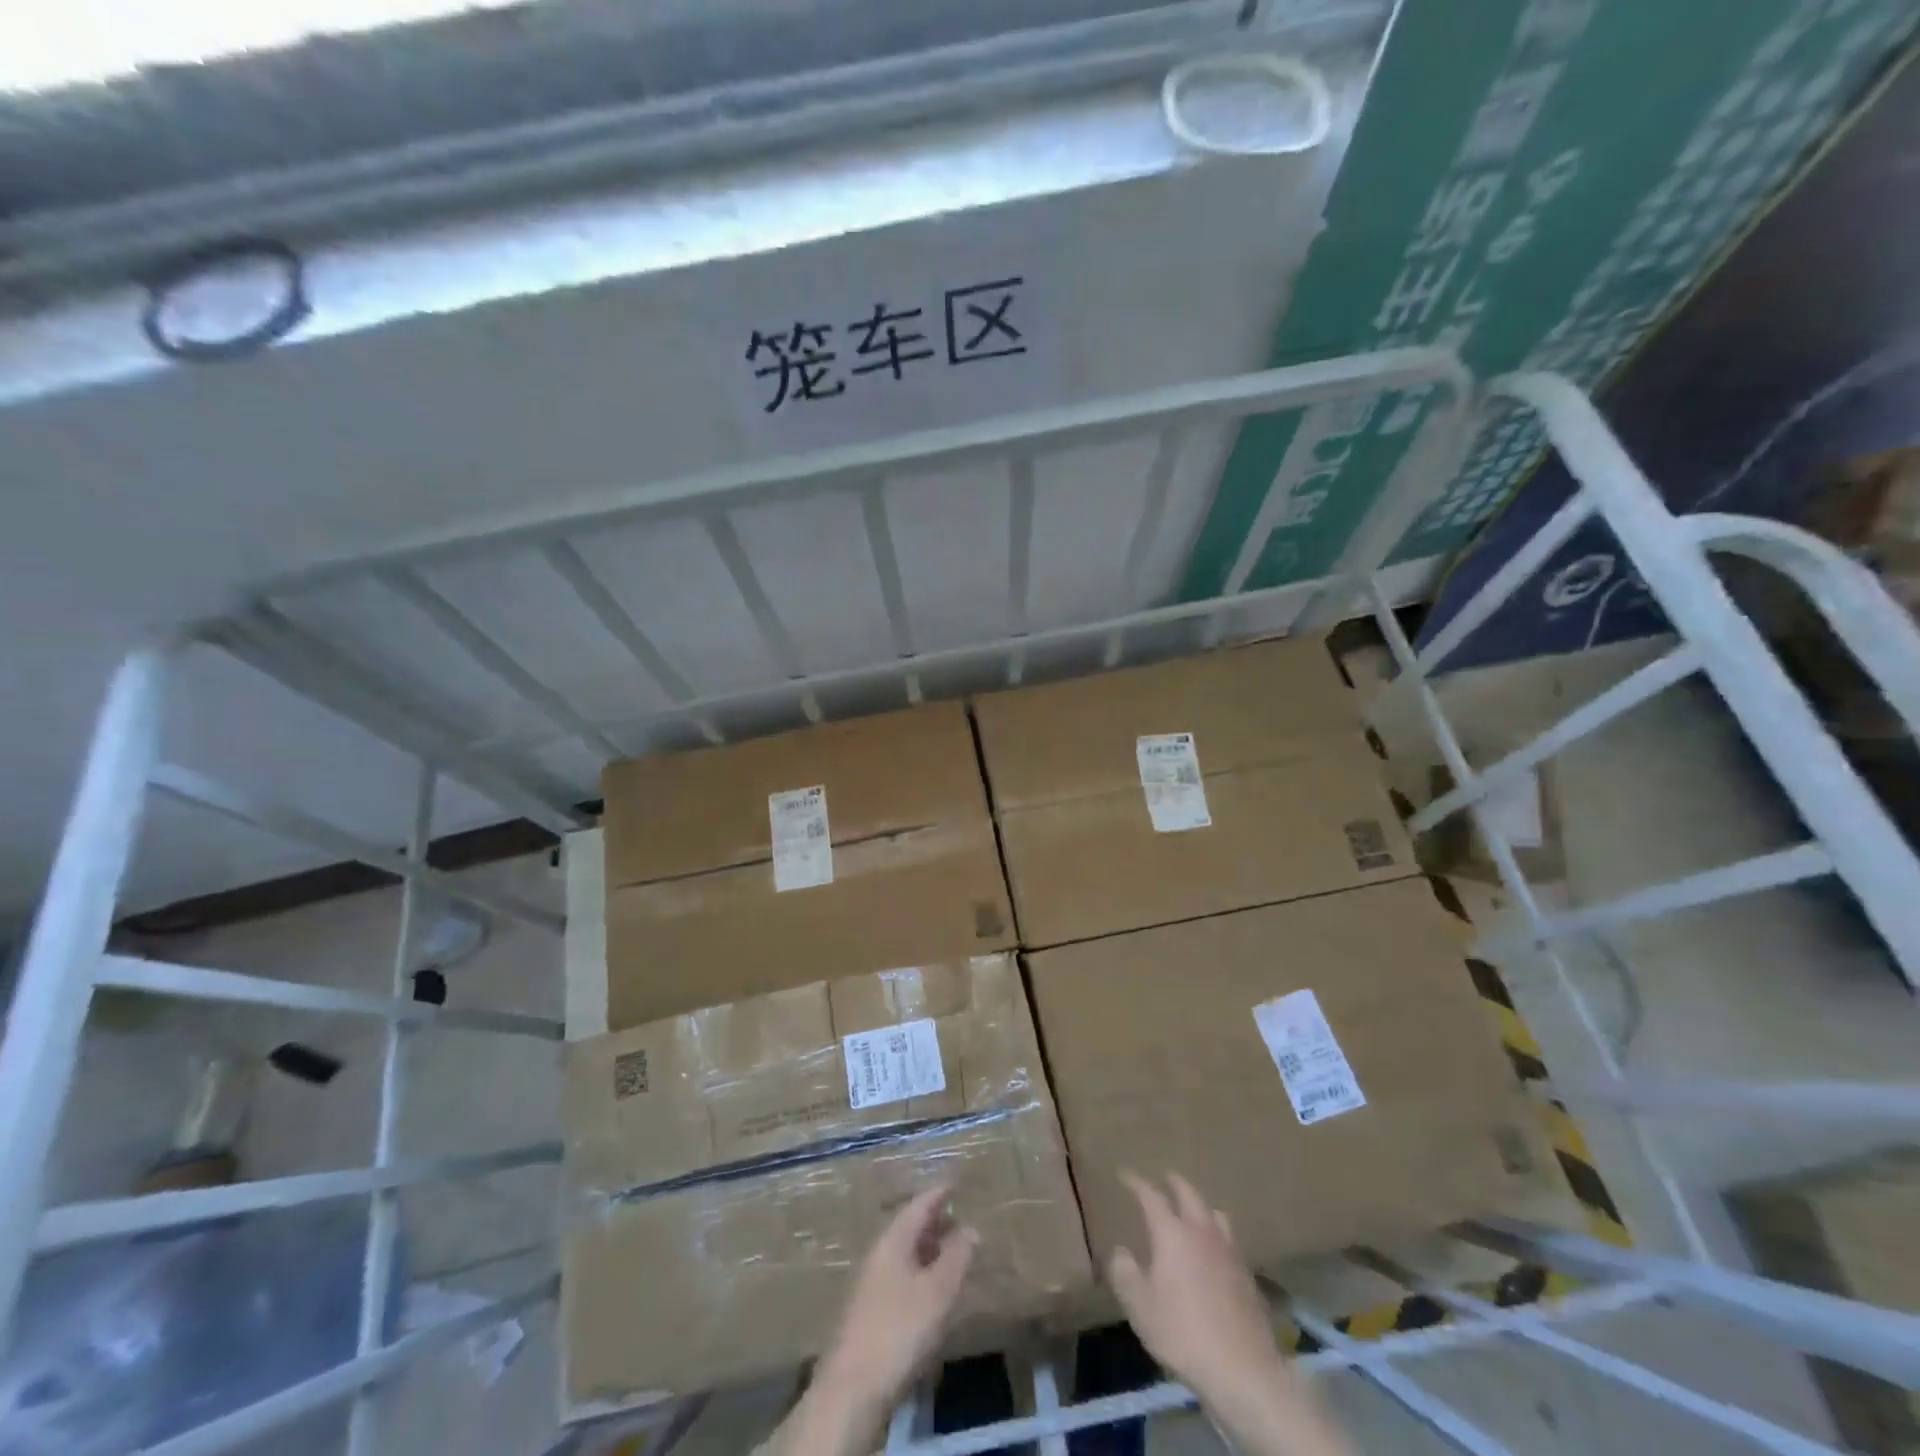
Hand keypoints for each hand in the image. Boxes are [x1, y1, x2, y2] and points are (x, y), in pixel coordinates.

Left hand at [822, 1184, 978, 1406]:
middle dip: (934, 1222)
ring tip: (951, 1254)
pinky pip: (900, 1276)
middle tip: (959, 1219)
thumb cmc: (899, 1329)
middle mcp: (878, 1254)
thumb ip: (957, 1257)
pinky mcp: (869, 1311)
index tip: (954, 1184)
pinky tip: (931, 1291)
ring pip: (904, 1253)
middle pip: (909, 1228)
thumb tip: (971, 1228)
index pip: (918, 1206)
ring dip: (927, 1249)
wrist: (852, 1388)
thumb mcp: (938, 1291)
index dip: (938, 1194)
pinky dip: (919, 1272)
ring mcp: (870, 1283)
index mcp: (893, 1240)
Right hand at [1109, 1172, 1350, 1455]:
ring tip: (1192, 1210)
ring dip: (1200, 1205)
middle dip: (1174, 1183)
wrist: (1243, 1370)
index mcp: (1172, 1233)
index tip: (1124, 1173)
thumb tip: (1120, 1250)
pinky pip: (1229, 1240)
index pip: (1151, 1196)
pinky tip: (1214, 1250)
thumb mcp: (1140, 1306)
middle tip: (1165, 1177)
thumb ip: (1124, 1273)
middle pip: (1189, 1194)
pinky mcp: (1247, 1274)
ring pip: (1214, 1214)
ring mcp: (1229, 1251)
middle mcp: (1201, 1232)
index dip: (1136, 1182)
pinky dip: (1217, 1233)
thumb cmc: (1183, 1333)